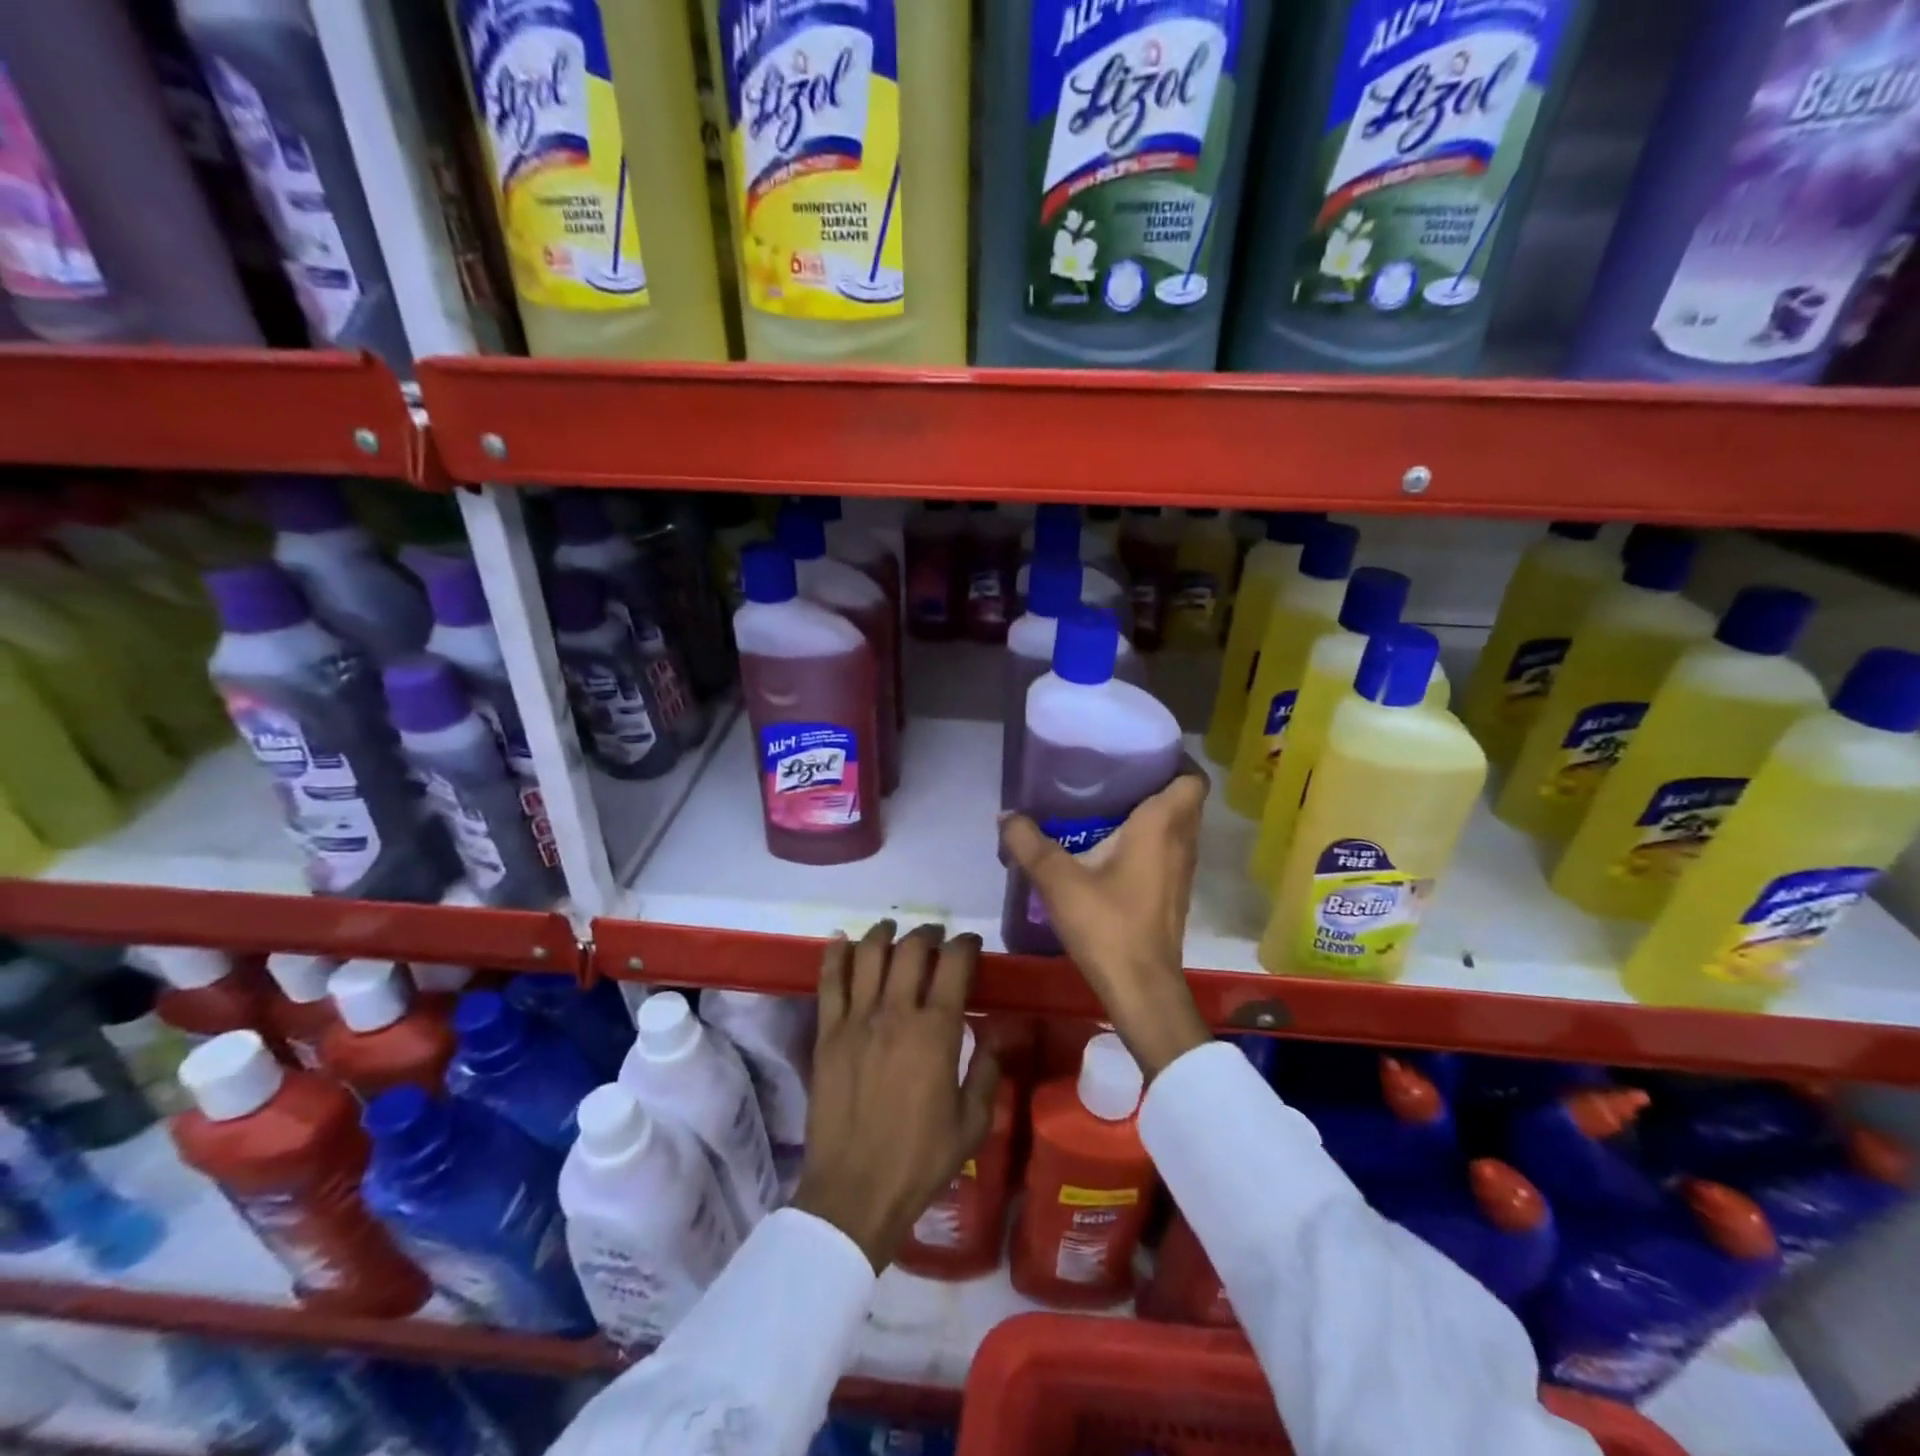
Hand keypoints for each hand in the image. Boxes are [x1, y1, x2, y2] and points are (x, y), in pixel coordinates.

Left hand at [792, 922, 1001, 1272]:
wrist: (854, 1192)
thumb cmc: (920, 1160)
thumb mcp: (972, 1122)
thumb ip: (987, 1069)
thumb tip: (996, 1031)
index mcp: (937, 1032)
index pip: (954, 965)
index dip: (965, 944)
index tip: (969, 943)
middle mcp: (897, 1013)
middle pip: (912, 949)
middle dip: (928, 933)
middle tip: (935, 936)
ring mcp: (857, 1019)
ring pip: (869, 954)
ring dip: (884, 933)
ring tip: (892, 930)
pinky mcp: (827, 1033)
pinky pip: (830, 980)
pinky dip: (836, 953)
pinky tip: (842, 939)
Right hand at [1000, 771, 1211, 1078]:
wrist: (1141, 988)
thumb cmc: (1108, 925)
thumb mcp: (1058, 881)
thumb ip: (1029, 843)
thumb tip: (1006, 815)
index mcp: (1163, 826)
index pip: (1191, 778)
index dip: (1173, 760)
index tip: (1138, 752)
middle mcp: (1182, 842)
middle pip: (1183, 799)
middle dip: (1154, 782)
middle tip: (1112, 774)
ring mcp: (1182, 871)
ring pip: (1177, 826)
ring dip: (1152, 812)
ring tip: (1108, 805)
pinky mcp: (1174, 893)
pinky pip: (1168, 850)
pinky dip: (1149, 840)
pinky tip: (1110, 848)